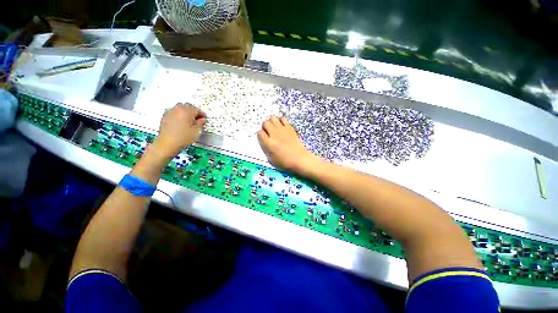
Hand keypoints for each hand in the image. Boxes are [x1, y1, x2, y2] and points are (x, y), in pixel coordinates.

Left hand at [153, 103, 205, 158]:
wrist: (167, 144)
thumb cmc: (183, 138)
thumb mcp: (196, 131)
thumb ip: (200, 123)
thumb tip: (202, 120)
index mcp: (186, 111)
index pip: (196, 109)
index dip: (202, 114)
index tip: (204, 118)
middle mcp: (177, 109)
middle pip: (187, 106)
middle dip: (193, 111)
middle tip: (198, 118)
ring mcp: (169, 113)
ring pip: (179, 108)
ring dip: (185, 112)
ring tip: (189, 120)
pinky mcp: (164, 117)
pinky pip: (173, 112)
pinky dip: (178, 115)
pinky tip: (181, 122)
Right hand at [257, 116, 320, 174]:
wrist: (299, 159)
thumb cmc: (284, 162)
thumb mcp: (270, 159)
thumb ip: (265, 148)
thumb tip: (263, 140)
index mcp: (268, 143)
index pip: (259, 133)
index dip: (260, 135)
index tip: (263, 138)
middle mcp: (274, 134)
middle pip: (265, 123)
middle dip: (265, 127)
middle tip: (268, 132)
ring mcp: (282, 129)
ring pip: (273, 118)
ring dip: (272, 122)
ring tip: (274, 128)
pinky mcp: (290, 128)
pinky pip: (282, 118)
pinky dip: (280, 121)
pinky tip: (281, 127)